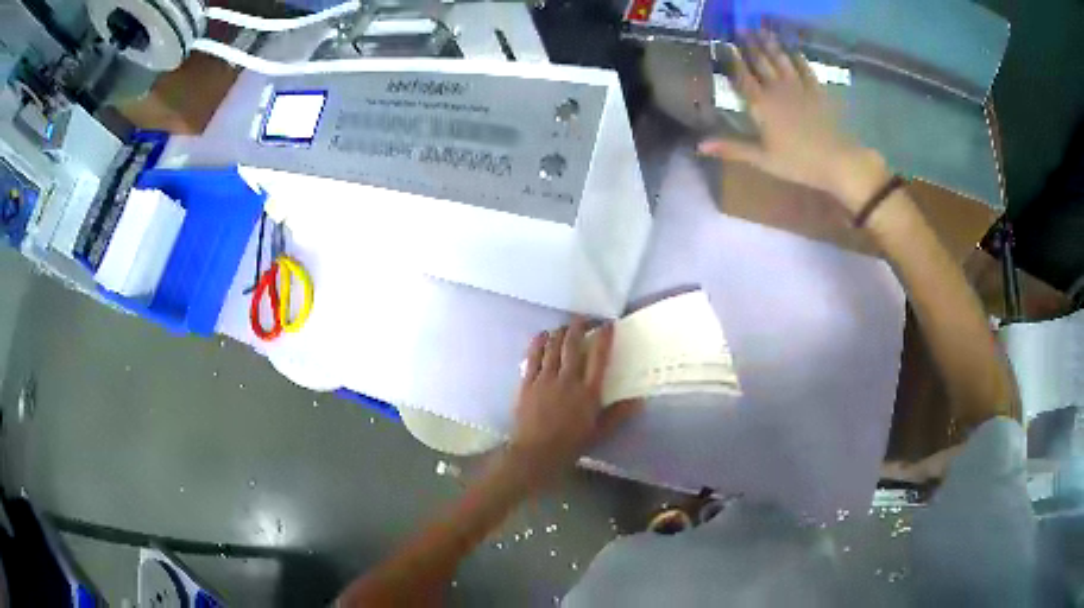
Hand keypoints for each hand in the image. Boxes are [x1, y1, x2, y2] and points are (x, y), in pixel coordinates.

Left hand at [509, 318, 640, 485]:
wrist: (535, 454)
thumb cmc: (570, 445)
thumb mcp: (599, 432)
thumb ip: (618, 414)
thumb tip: (640, 401)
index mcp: (589, 393)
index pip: (599, 357)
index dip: (604, 337)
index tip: (608, 325)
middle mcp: (568, 380)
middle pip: (573, 345)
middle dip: (579, 326)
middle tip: (585, 319)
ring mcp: (546, 380)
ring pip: (553, 346)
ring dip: (560, 332)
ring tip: (566, 326)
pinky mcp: (528, 382)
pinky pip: (533, 356)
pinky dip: (539, 342)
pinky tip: (543, 335)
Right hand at [698, 30, 889, 211]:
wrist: (837, 161)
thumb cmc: (798, 163)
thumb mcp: (762, 159)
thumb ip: (732, 148)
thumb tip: (699, 145)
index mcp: (761, 105)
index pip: (742, 77)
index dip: (733, 59)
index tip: (724, 43)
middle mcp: (777, 90)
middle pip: (761, 63)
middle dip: (750, 45)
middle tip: (741, 29)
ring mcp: (799, 88)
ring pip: (781, 61)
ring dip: (771, 45)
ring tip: (762, 31)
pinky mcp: (818, 92)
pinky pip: (806, 69)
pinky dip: (798, 58)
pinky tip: (794, 50)